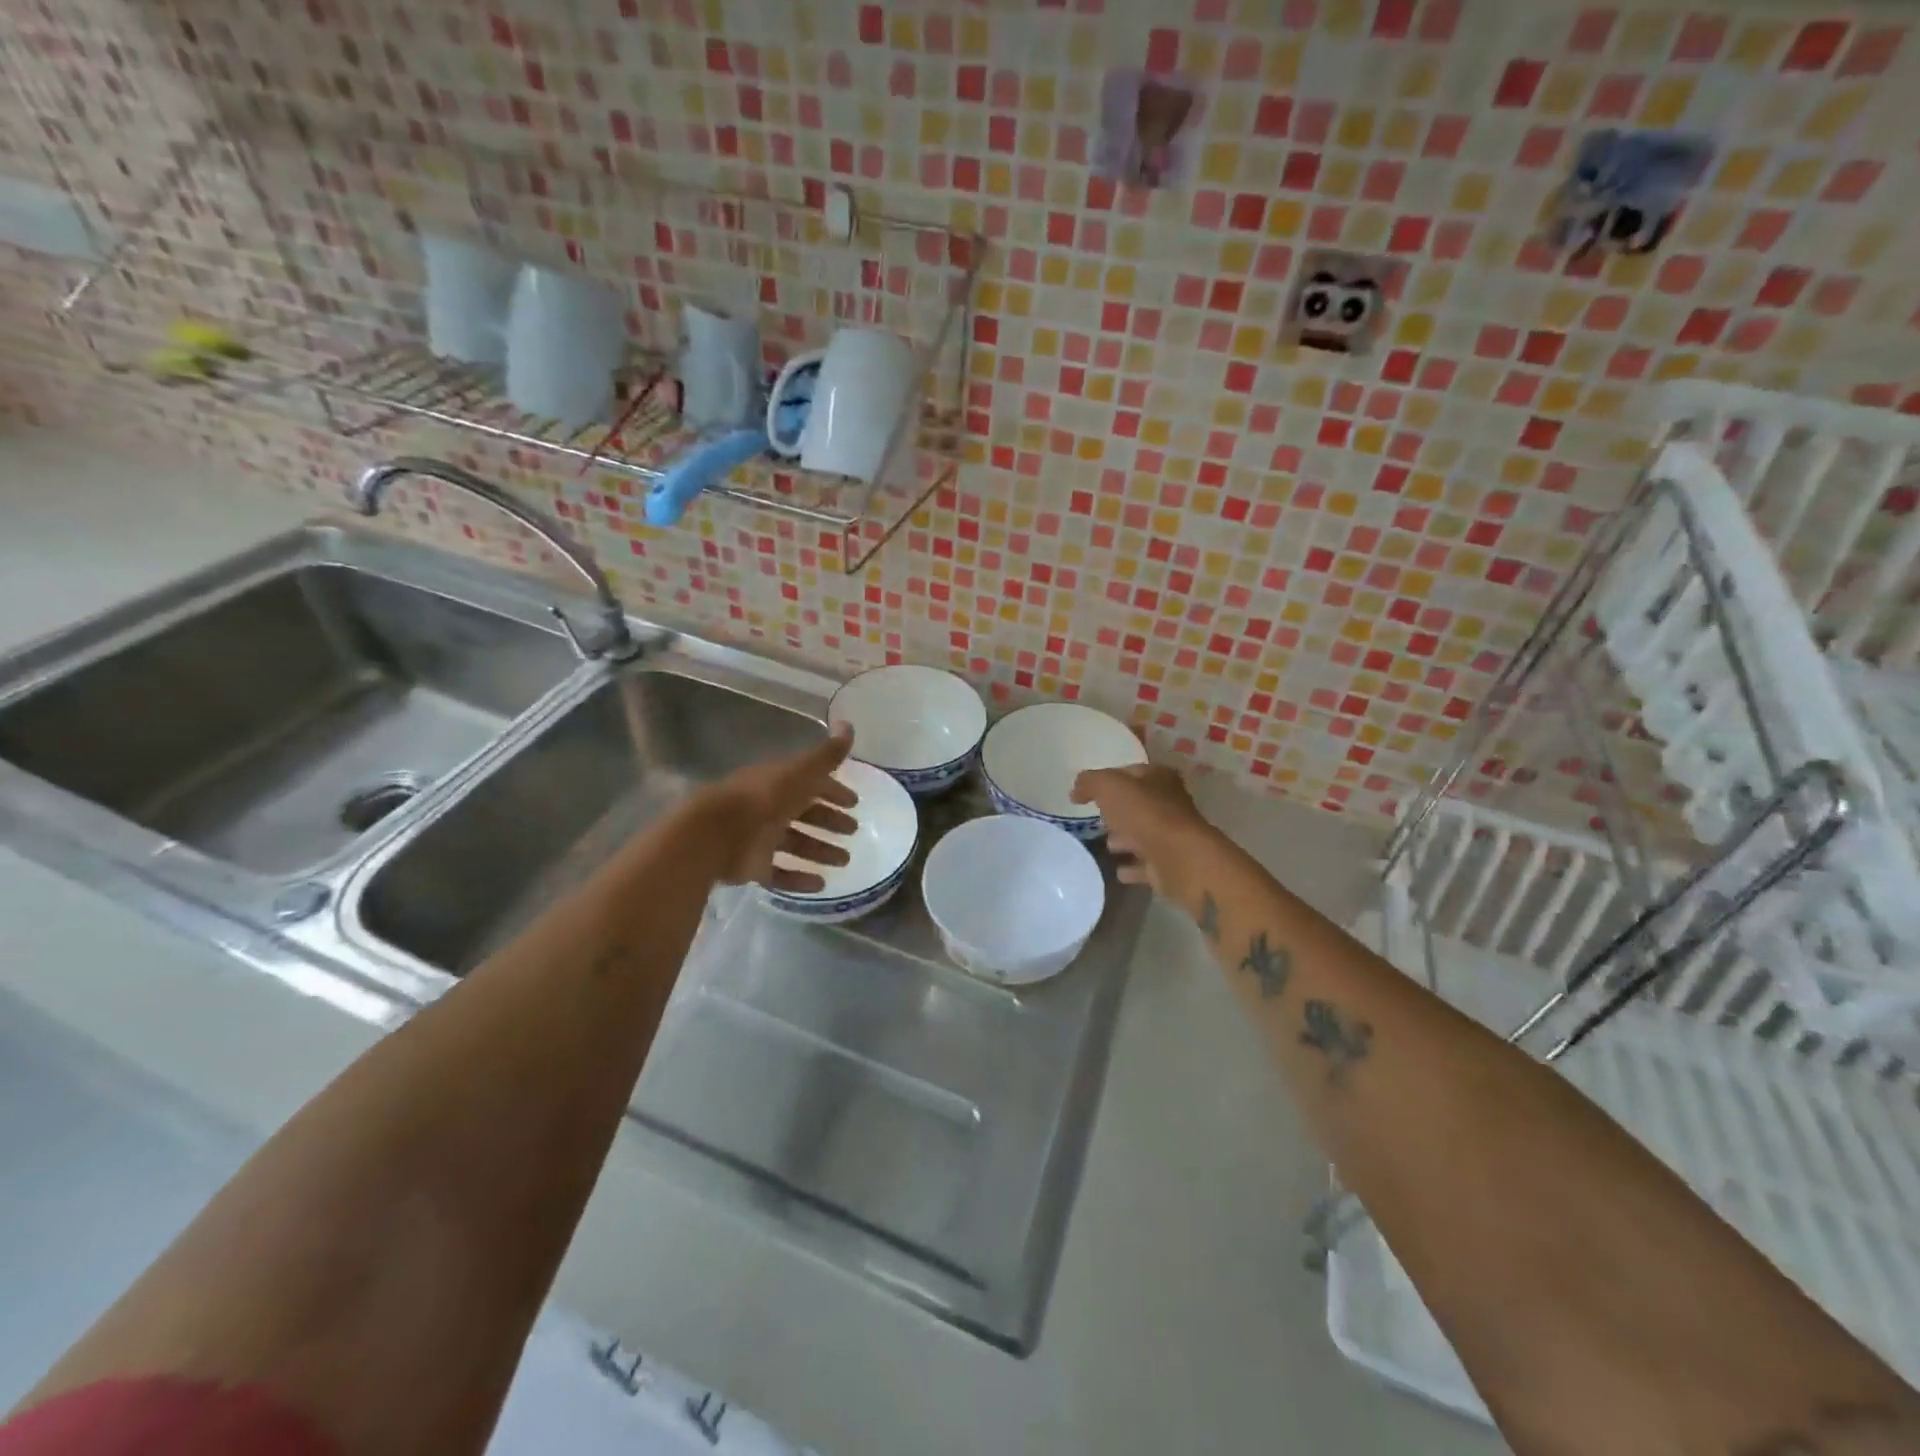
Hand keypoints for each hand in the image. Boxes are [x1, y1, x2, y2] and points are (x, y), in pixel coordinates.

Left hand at [694, 726, 860, 892]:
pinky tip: (820, 884)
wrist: (714, 835)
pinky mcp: (751, 867)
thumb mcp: (800, 773)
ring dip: (820, 850)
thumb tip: (849, 725)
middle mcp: (767, 808)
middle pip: (803, 813)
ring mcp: (758, 839)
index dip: (832, 791)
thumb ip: (826, 755)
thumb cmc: (762, 799)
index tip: (854, 802)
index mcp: (777, 782)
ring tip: (844, 861)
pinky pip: (779, 873)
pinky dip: (799, 878)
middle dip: (829, 820)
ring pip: (794, 844)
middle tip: (853, 830)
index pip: (809, 784)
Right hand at [1070, 763, 1212, 892]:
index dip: (1107, 779)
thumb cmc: (1145, 814)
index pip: (1129, 772)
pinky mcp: (1170, 864)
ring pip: (1143, 834)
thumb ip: (1089, 782)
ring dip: (1125, 839)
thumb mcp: (1109, 786)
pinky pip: (1146, 864)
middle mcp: (1169, 803)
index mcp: (1159, 778)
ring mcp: (1171, 835)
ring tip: (1106, 844)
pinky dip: (1133, 867)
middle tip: (1096, 818)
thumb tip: (1076, 790)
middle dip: (1118, 811)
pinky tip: (1118, 871)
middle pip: (1138, 804)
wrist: (1180, 858)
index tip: (1087, 792)